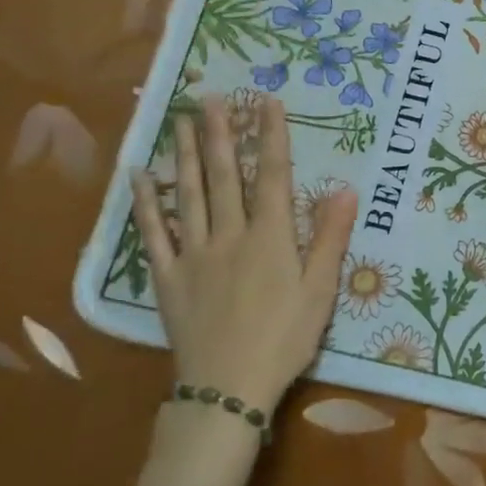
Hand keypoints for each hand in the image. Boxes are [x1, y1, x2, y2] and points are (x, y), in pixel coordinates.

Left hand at [130, 96, 355, 416]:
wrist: (228, 389)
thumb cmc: (284, 339)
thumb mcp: (320, 291)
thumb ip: (330, 238)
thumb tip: (346, 189)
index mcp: (270, 238)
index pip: (273, 175)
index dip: (271, 136)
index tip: (266, 101)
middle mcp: (230, 236)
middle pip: (224, 176)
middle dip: (219, 134)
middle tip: (208, 97)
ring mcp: (194, 255)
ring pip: (188, 195)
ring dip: (185, 155)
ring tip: (179, 121)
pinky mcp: (168, 278)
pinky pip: (153, 235)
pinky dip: (145, 204)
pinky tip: (139, 177)